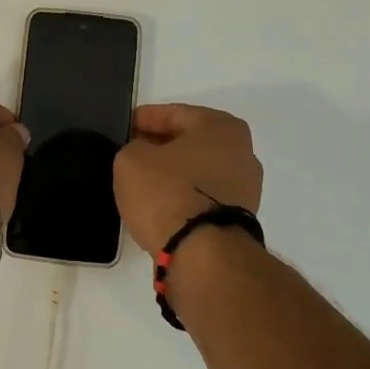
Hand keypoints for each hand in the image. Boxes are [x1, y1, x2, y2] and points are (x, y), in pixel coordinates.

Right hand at [113, 104, 262, 253]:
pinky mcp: (239, 219)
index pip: (174, 114)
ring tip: (143, 182)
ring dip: (173, 174)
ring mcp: (245, 188)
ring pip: (198, 171)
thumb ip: (134, 147)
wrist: (202, 254)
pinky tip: (161, 204)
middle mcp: (242, 152)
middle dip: (161, 146)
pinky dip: (183, 197)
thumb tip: (143, 154)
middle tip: (131, 152)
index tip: (124, 127)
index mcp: (221, 127)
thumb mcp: (131, 160)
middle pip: (191, 142)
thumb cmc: (167, 193)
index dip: (144, 118)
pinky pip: (203, 197)